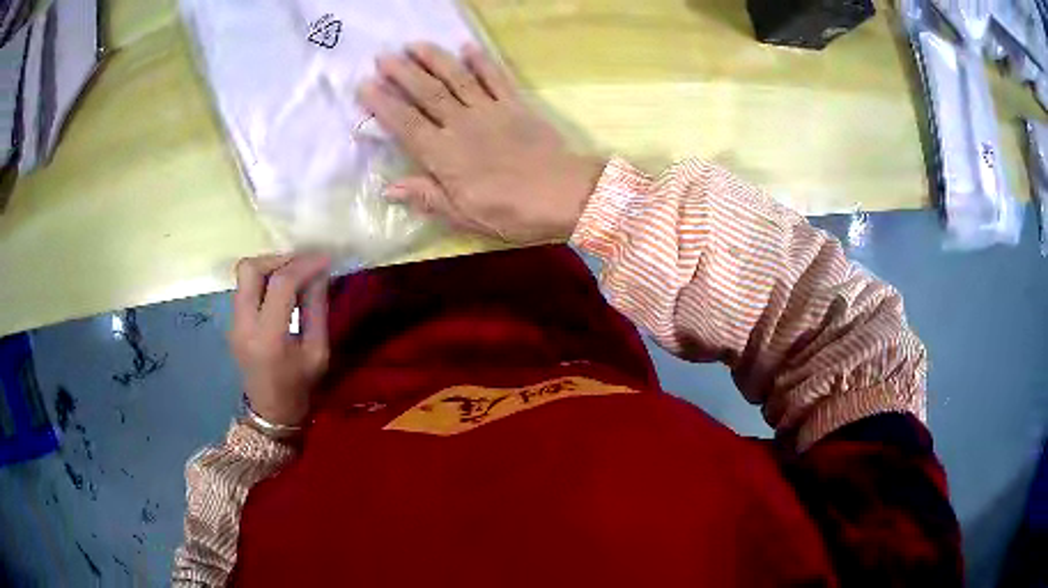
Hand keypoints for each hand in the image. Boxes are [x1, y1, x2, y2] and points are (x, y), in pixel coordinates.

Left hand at [230, 254, 330, 426]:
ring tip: (294, 275)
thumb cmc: (300, 387)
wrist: (271, 413)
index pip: (281, 284)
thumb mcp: (318, 352)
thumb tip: (319, 273)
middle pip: (250, 268)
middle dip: (278, 259)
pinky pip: (245, 288)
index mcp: (268, 337)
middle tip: (301, 264)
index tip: (324, 258)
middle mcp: (244, 325)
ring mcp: (233, 323)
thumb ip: (317, 309)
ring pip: (244, 274)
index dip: (304, 264)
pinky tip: (281, 290)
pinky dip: (264, 280)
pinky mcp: (232, 322)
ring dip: (270, 267)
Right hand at [357, 43, 605, 242]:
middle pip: (427, 94)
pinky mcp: (516, 105)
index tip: (364, 86)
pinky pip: (496, 78)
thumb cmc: (513, 212)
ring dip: (434, 59)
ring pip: (456, 78)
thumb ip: (427, 197)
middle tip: (382, 56)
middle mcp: (462, 125)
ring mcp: (490, 111)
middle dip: (402, 73)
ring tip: (414, 44)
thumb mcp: (465, 215)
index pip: (406, 124)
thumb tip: (388, 188)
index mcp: (444, 155)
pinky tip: (468, 47)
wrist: (566, 195)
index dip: (383, 104)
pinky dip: (482, 61)